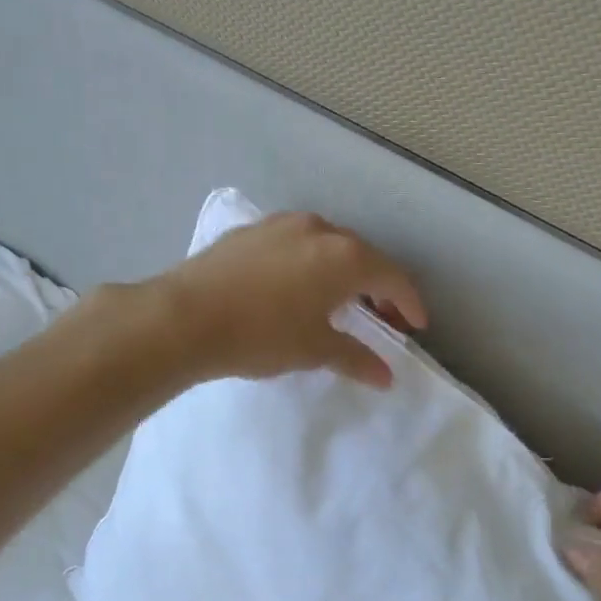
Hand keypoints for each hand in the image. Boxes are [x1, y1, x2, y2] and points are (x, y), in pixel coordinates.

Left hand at [154, 211, 427, 388]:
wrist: (184, 316)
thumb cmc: (261, 334)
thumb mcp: (314, 349)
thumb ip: (355, 358)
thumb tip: (386, 376)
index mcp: (345, 256)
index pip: (392, 277)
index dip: (409, 303)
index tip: (415, 326)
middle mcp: (320, 230)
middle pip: (363, 256)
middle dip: (378, 286)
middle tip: (381, 317)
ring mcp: (283, 224)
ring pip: (328, 245)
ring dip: (343, 270)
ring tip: (339, 300)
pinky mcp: (252, 229)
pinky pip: (296, 243)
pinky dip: (310, 262)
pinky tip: (296, 285)